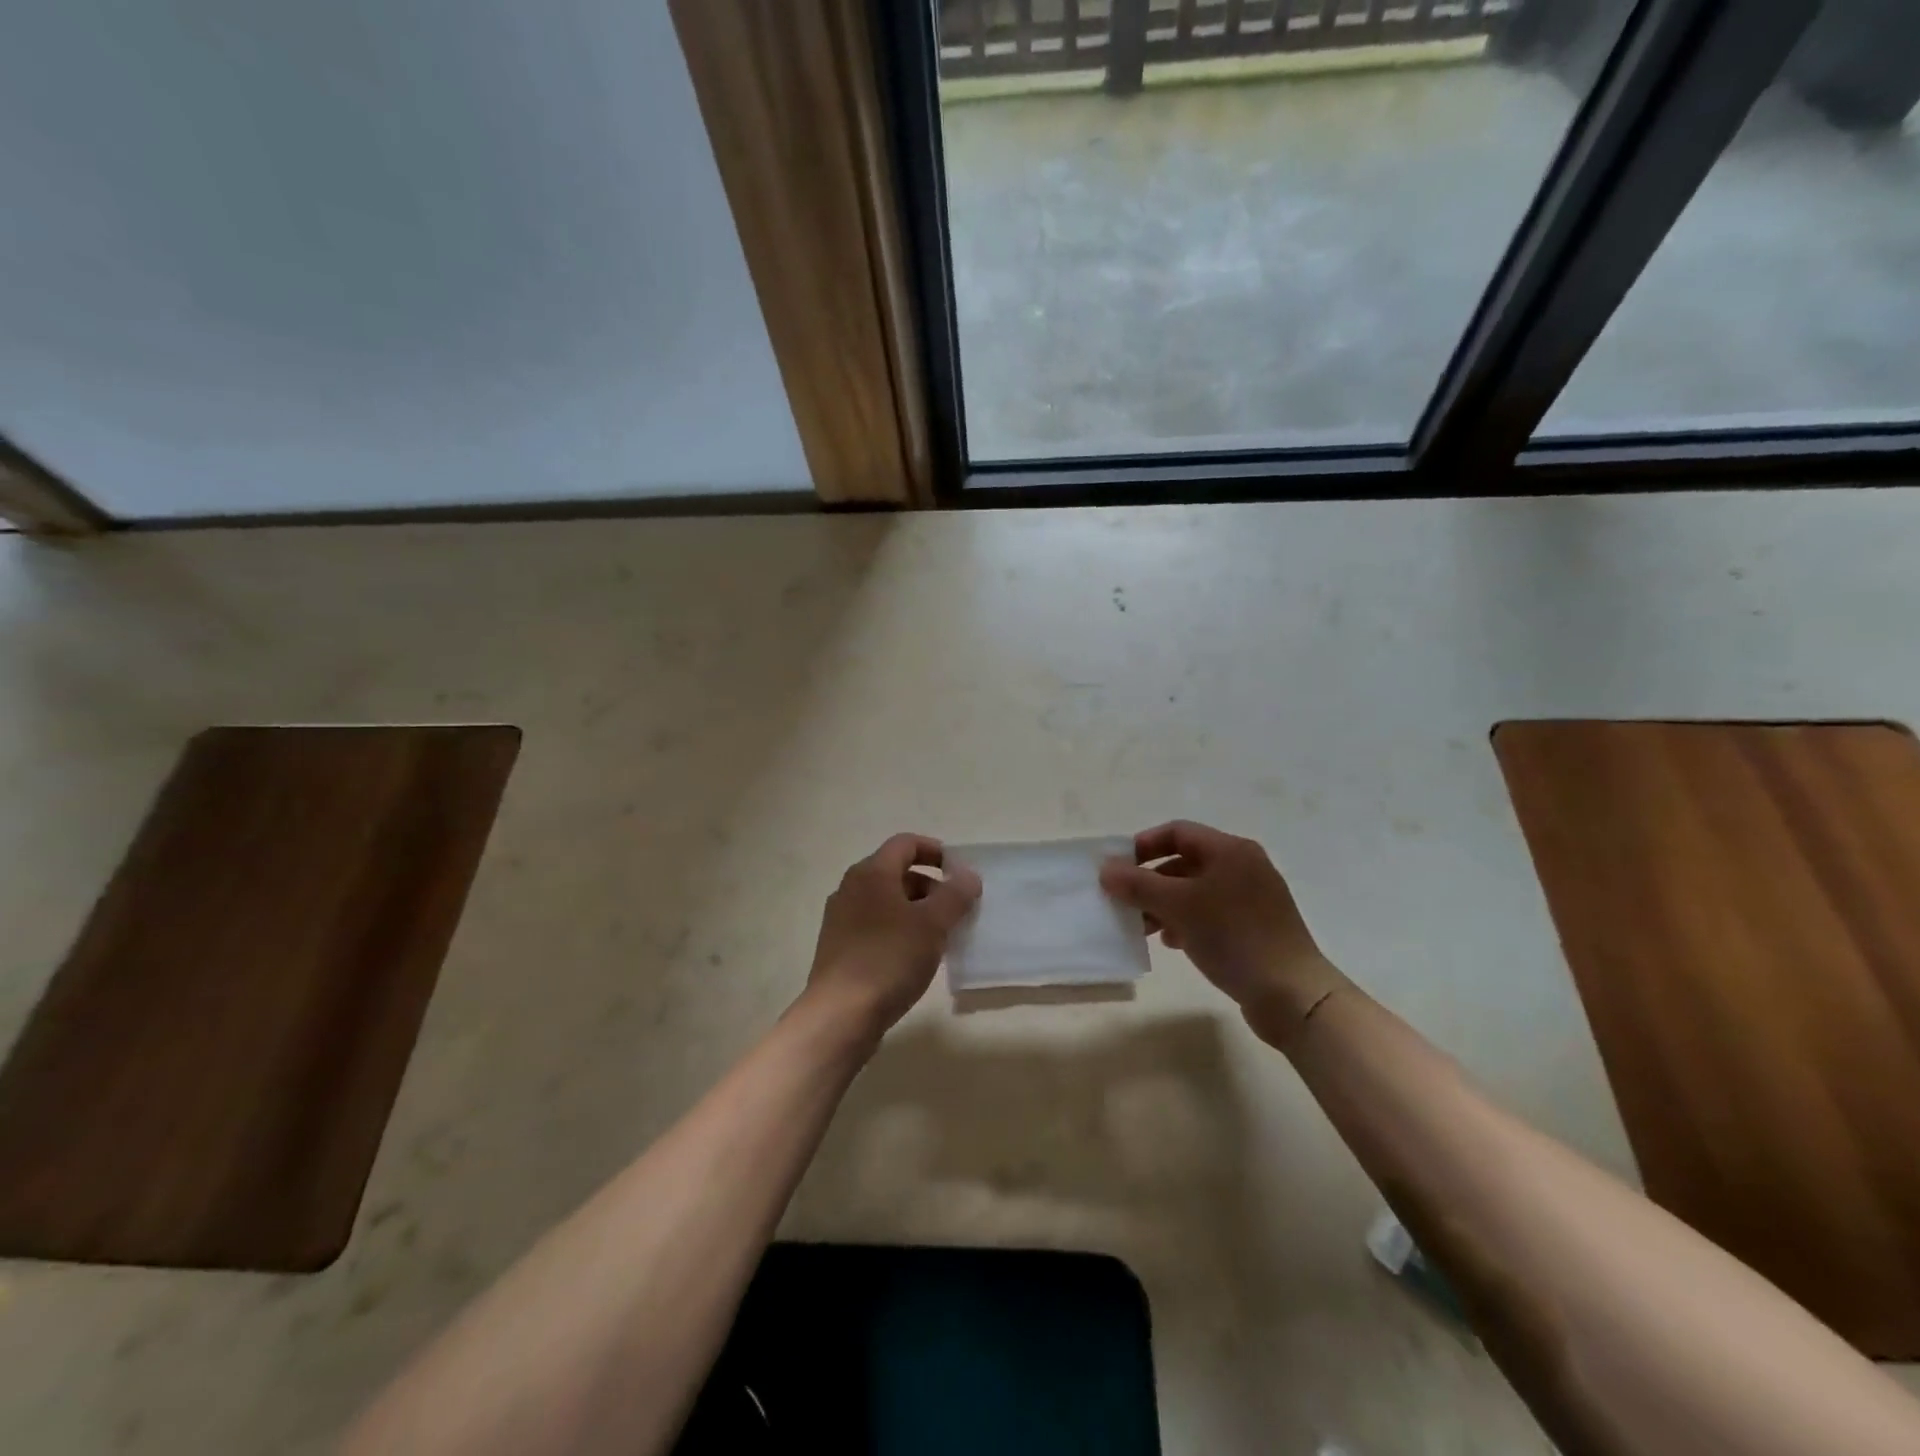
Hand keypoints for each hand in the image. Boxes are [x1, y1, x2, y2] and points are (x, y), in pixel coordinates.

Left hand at [805, 834, 981, 1040]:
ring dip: (916, 910)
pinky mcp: (839, 947)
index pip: (906, 843)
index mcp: (871, 873)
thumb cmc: (889, 959)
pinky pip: (876, 925)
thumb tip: (967, 875)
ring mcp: (841, 918)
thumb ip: (955, 895)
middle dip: (930, 885)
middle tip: (956, 909)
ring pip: (886, 901)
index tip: (960, 872)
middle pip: (896, 872)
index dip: (935, 851)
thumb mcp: (932, 924)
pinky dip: (899, 929)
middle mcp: (851, 888)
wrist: (840, 1014)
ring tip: (940, 936)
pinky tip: (915, 957)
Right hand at [1101, 820, 1345, 1035]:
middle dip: (1150, 881)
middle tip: (1125, 903)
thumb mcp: (1178, 906)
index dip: (1143, 846)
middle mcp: (1243, 866)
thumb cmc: (1233, 937)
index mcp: (1229, 850)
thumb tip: (1106, 869)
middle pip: (1185, 862)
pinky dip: (1187, 921)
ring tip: (1144, 928)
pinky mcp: (1256, 927)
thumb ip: (1138, 884)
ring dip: (1165, 904)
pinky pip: (1211, 913)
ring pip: (1195, 890)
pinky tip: (1173, 942)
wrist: (1293, 994)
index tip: (1117, 869)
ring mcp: (1252, 897)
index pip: (1177, 832)